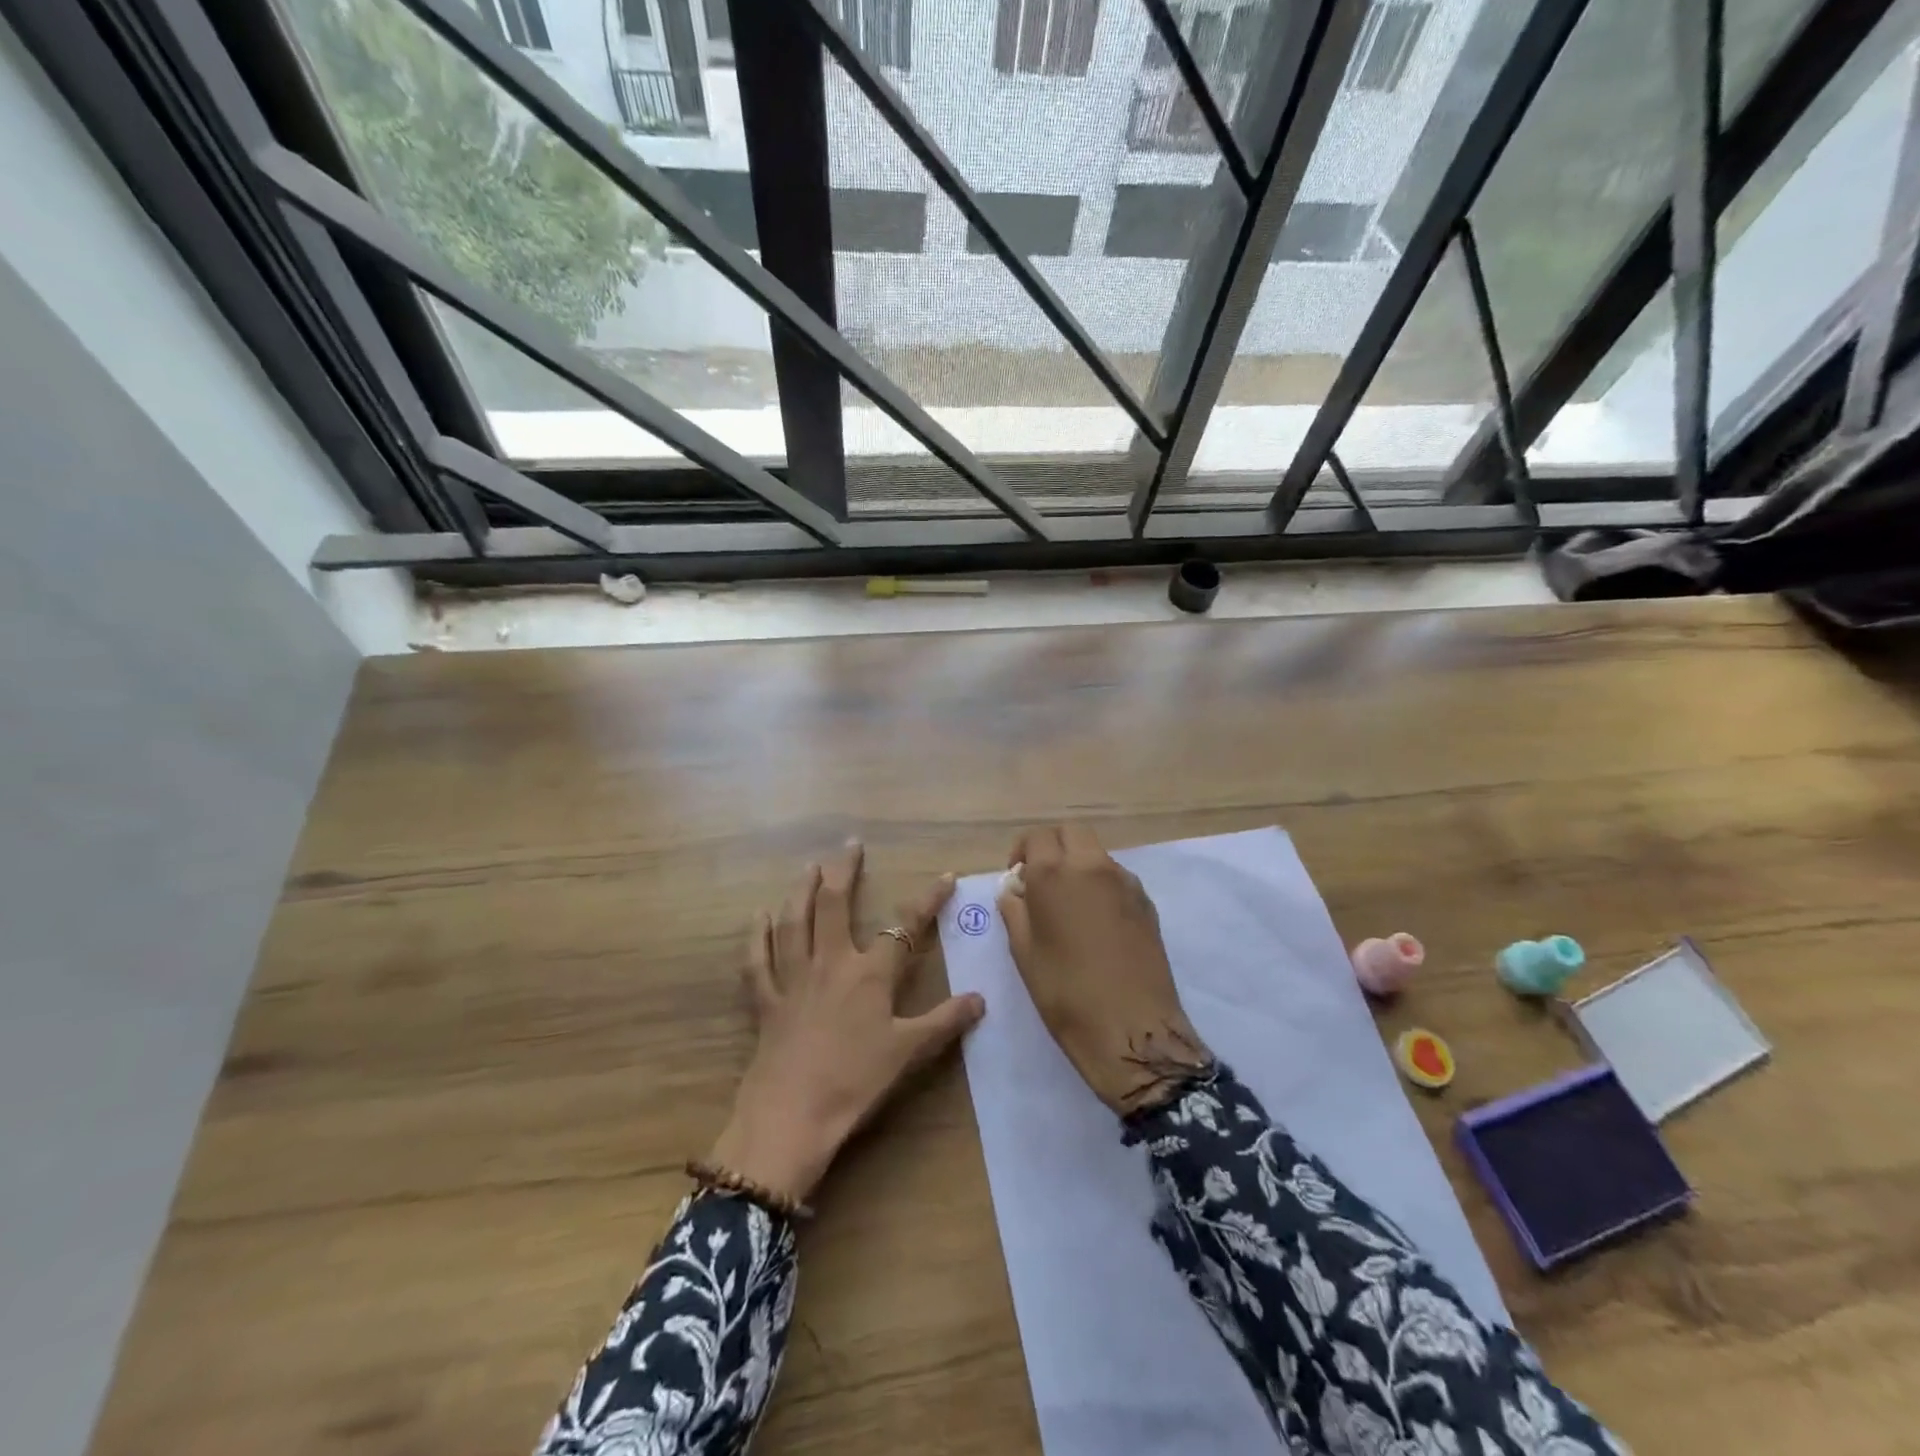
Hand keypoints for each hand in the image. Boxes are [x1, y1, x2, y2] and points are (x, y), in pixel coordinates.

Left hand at [710, 842, 986, 1204]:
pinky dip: (757, 935)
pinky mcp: (767, 1000)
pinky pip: (758, 960)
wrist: (792, 1115)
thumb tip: (981, 999)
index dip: (927, 899)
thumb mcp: (908, 1052)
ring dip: (801, 890)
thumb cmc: (855, 1081)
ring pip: (794, 922)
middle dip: (843, 871)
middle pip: (833, 905)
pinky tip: (758, 916)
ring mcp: (794, 978)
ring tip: (808, 867)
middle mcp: (830, 963)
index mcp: (869, 974)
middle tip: (849, 846)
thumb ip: (945, 1021)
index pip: (904, 926)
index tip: (945, 876)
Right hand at [999, 824, 1209, 1115]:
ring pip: (1096, 853)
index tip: (1017, 878)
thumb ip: (1015, 911)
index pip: (1036, 837)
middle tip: (1041, 880)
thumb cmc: (1065, 992)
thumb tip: (1015, 890)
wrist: (1131, 1028)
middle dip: (1053, 847)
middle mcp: (1092, 865)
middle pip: (1071, 833)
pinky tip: (1096, 921)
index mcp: (1055, 873)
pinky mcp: (1146, 902)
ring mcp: (1125, 882)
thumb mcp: (1024, 952)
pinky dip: (1100, 884)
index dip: (1022, 852)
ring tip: (1069, 904)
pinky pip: (1116, 877)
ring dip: (1078, 864)